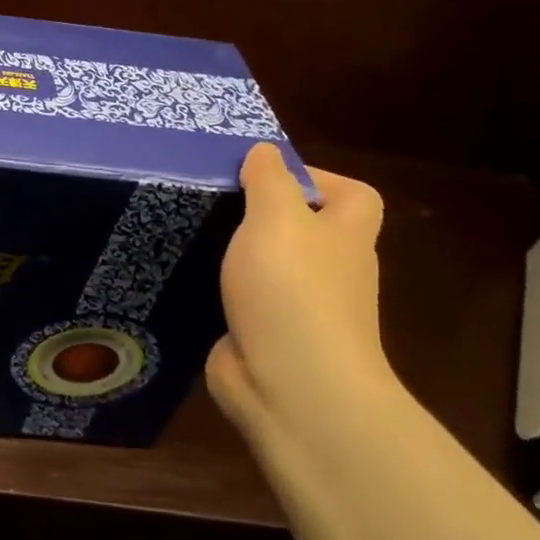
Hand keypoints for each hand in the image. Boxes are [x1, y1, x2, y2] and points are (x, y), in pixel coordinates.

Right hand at [207, 143, 397, 438]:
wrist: (292, 388)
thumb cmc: (291, 290)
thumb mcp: (276, 218)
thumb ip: (269, 180)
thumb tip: (265, 151)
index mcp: (344, 239)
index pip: (353, 196)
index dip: (317, 178)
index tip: (264, 176)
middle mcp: (331, 272)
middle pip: (307, 231)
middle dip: (264, 214)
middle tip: (214, 201)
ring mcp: (300, 310)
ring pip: (271, 267)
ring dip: (237, 253)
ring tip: (191, 232)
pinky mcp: (266, 337)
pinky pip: (244, 300)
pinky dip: (220, 289)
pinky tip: (186, 277)